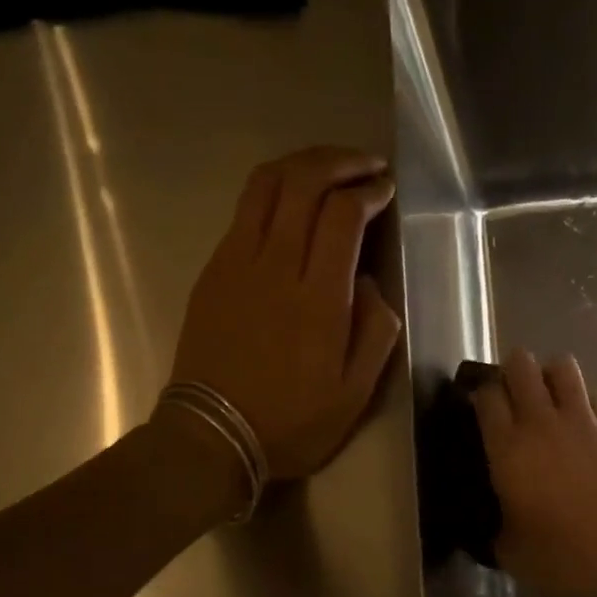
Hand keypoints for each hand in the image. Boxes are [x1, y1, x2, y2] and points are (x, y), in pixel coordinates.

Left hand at [168, 147, 401, 480]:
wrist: (212, 435)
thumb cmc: (292, 421)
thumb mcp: (355, 393)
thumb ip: (375, 332)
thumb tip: (367, 284)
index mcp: (318, 299)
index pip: (342, 216)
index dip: (367, 191)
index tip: (384, 189)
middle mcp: (275, 266)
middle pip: (302, 183)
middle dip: (338, 162)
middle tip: (366, 164)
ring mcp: (237, 262)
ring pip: (266, 186)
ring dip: (302, 165)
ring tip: (329, 167)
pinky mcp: (214, 269)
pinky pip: (244, 210)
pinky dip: (274, 190)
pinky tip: (292, 202)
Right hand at [471, 349, 596, 596]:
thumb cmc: (565, 556)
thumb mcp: (511, 552)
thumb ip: (493, 529)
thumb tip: (489, 525)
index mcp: (508, 448)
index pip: (487, 395)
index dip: (478, 394)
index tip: (476, 408)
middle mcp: (541, 422)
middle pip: (520, 364)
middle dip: (510, 371)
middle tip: (509, 397)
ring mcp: (581, 420)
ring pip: (561, 365)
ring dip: (548, 375)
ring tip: (545, 399)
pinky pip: (594, 394)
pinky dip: (583, 400)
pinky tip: (580, 423)